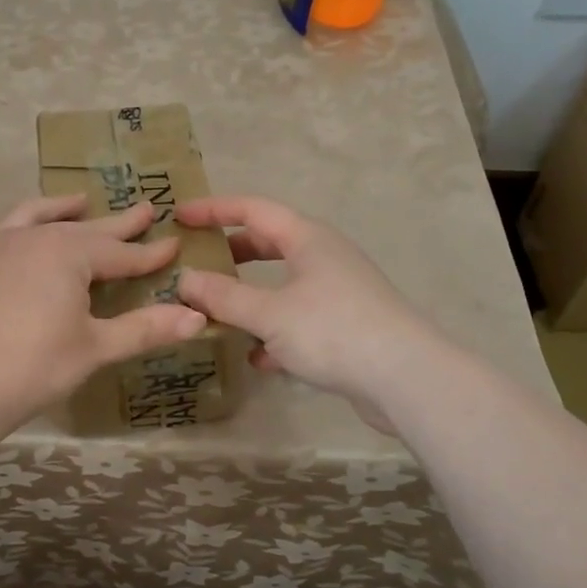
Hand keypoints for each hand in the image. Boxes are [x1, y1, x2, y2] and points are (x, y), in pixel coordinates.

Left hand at [0, 194, 205, 430]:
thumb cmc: (33, 367)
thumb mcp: (95, 348)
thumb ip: (145, 328)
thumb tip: (198, 318)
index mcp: (70, 253)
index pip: (123, 253)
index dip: (151, 254)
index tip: (176, 245)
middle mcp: (37, 238)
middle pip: (88, 229)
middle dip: (120, 224)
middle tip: (147, 209)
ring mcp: (3, 246)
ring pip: (45, 219)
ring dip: (69, 211)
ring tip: (83, 202)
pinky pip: (12, 226)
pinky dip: (30, 219)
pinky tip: (33, 229)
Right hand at [174, 195, 433, 427]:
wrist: (407, 378)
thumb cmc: (334, 330)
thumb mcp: (270, 313)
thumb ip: (224, 297)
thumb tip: (185, 280)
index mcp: (307, 238)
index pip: (252, 209)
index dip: (214, 209)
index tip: (179, 216)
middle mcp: (324, 256)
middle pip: (269, 242)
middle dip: (232, 252)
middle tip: (198, 261)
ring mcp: (338, 291)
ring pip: (283, 283)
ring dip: (251, 295)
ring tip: (218, 311)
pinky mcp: (347, 325)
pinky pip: (299, 317)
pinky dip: (275, 330)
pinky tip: (258, 358)